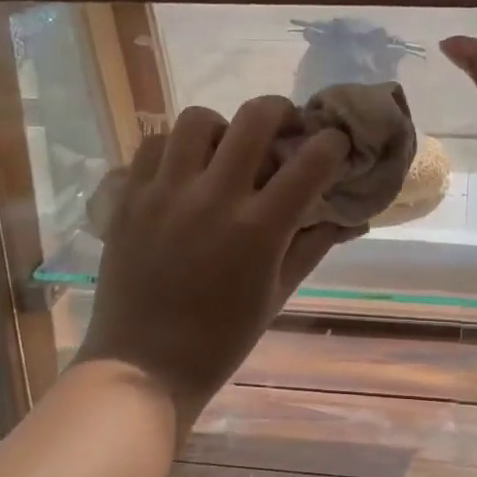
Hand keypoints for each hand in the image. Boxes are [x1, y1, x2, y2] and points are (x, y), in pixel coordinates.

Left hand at [73, 97, 359, 433]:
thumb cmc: (222, 338)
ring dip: (222, 127)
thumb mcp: (278, 293)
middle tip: (284, 128)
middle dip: (281, 111)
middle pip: (255, 117)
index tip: (334, 145)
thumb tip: (347, 215)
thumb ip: (313, 245)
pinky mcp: (130, 197)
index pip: (311, 160)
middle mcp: (214, 198)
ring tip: (224, 151)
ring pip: (197, 119)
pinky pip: (154, 145)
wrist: (144, 364)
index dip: (333, 143)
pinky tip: (183, 171)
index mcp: (259, 228)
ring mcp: (166, 193)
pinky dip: (176, 148)